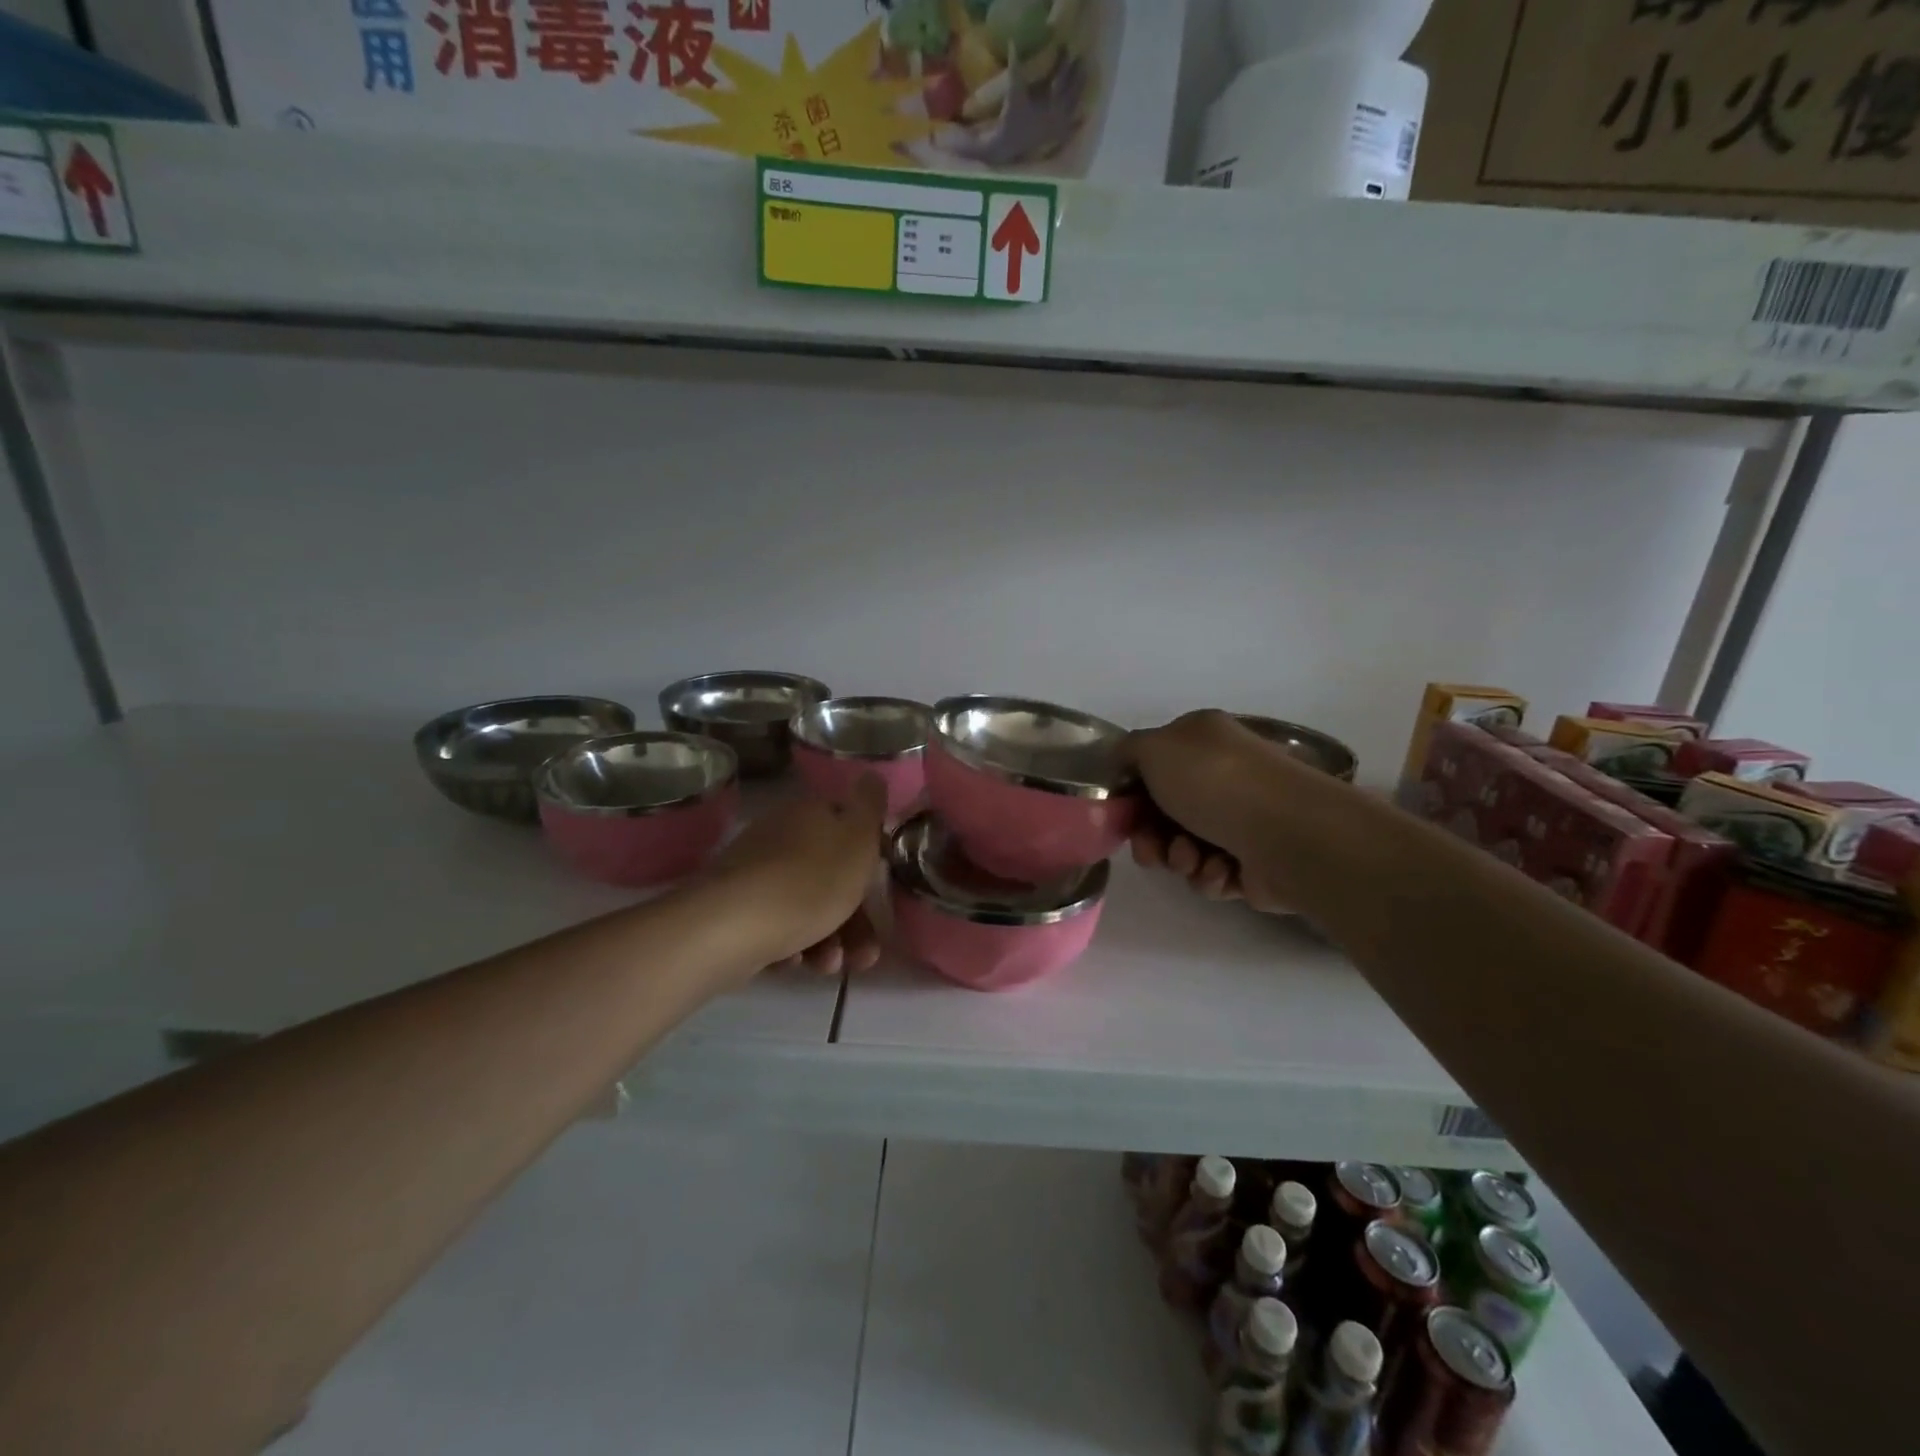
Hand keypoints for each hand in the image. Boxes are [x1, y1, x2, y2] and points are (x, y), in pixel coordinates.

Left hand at [703, 774, 887, 976]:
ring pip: (807, 905)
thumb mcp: (857, 839)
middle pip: (830, 874)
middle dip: (854, 919)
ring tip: (830, 966)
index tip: (881, 891)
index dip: (869, 859)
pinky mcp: (736, 908)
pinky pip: (777, 925)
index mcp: (811, 813)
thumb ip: (870, 806)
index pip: (848, 825)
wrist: (733, 926)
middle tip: (865, 955)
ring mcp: (756, 872)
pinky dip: (793, 944)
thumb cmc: (810, 881)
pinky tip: (795, 962)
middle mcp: (781, 835)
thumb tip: (872, 774)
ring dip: (828, 939)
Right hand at [1128, 711, 1303, 914]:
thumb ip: (1128, 751)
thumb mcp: (1155, 748)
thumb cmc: (1214, 782)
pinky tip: (1221, 871)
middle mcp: (1224, 776)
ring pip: (1185, 846)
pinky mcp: (1255, 862)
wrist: (1287, 833)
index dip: (1133, 793)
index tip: (1122, 814)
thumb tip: (1125, 764)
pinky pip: (1213, 873)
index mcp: (1203, 742)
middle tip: (1150, 851)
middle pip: (1165, 812)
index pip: (1155, 766)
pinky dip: (1209, 875)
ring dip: (1178, 858)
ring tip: (1192, 859)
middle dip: (1151, 836)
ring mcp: (1242, 819)